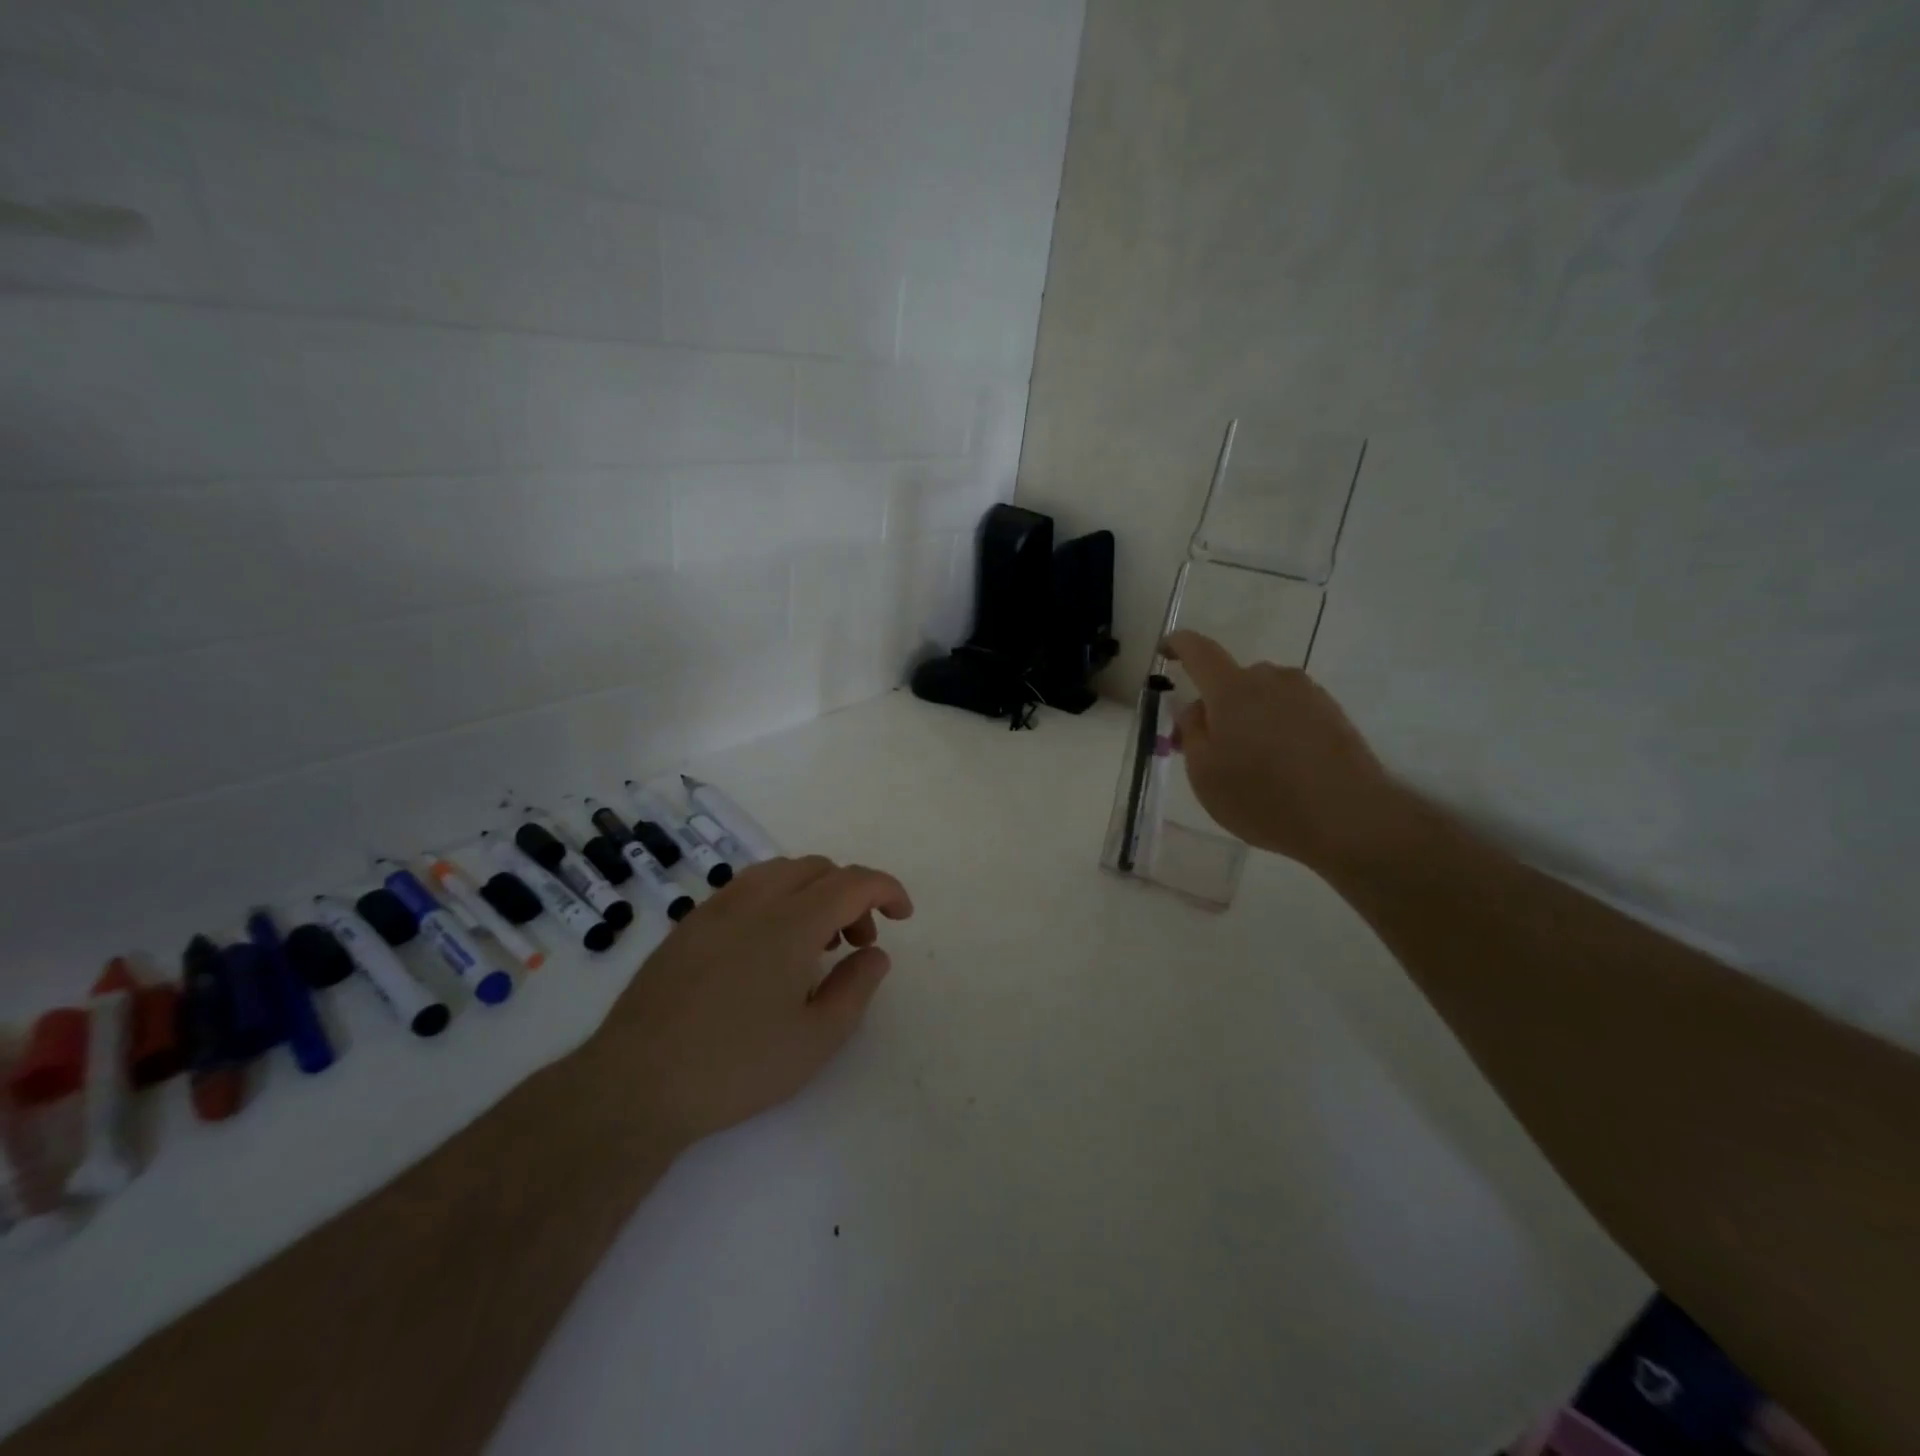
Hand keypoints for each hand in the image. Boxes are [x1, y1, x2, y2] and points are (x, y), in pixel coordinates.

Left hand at [591, 856, 913, 1148]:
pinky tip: (768, 947)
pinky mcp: (689, 924)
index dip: (887, 890)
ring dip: (813, 892)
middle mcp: (756, 900)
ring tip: (816, 942)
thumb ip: (856, 988)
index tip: (903, 915)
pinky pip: (747, 888)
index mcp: (792, 922)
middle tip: (857, 943)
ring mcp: (716, 907)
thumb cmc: (736, 1066)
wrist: (636, 1083)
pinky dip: (777, 899)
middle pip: (819, 868)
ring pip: (780, 871)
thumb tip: (875, 953)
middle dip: (851, 895)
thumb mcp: (816, 1040)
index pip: (854, 882)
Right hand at [1164, 629, 1406, 871]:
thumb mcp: (1204, 773)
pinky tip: (1284, 767)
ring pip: (1264, 696)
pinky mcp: (1333, 713)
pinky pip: (1291, 711)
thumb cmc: (1262, 795)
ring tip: (1253, 763)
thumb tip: (1198, 707)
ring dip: (1251, 718)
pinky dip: (1278, 729)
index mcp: (1232, 689)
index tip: (1167, 650)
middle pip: (1234, 680)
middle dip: (1217, 705)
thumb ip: (1192, 732)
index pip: (1199, 651)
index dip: (1179, 645)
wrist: (1348, 816)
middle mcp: (1271, 679)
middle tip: (1211, 746)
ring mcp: (1307, 694)